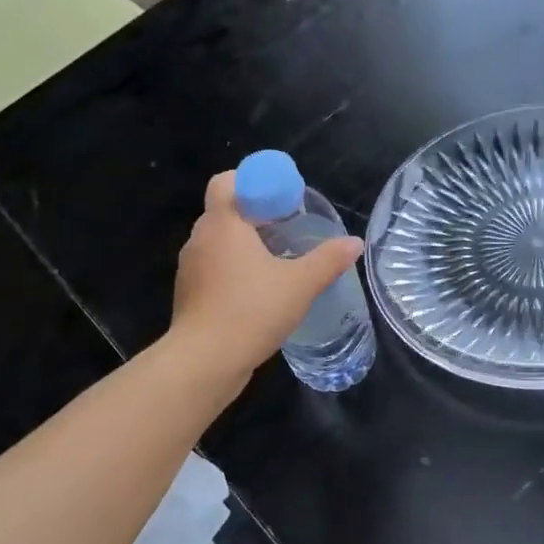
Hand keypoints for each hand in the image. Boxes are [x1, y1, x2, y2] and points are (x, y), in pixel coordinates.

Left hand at [170, 171, 363, 380]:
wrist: (205, 361)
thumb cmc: (252, 310)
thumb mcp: (300, 284)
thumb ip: (328, 260)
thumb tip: (355, 242)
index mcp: (223, 224)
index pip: (227, 181)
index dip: (254, 182)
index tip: (282, 200)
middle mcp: (200, 239)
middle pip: (226, 212)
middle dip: (256, 216)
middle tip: (289, 230)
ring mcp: (190, 269)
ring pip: (219, 244)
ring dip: (245, 247)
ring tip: (277, 264)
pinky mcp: (189, 296)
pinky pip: (213, 271)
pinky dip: (234, 273)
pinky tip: (258, 294)